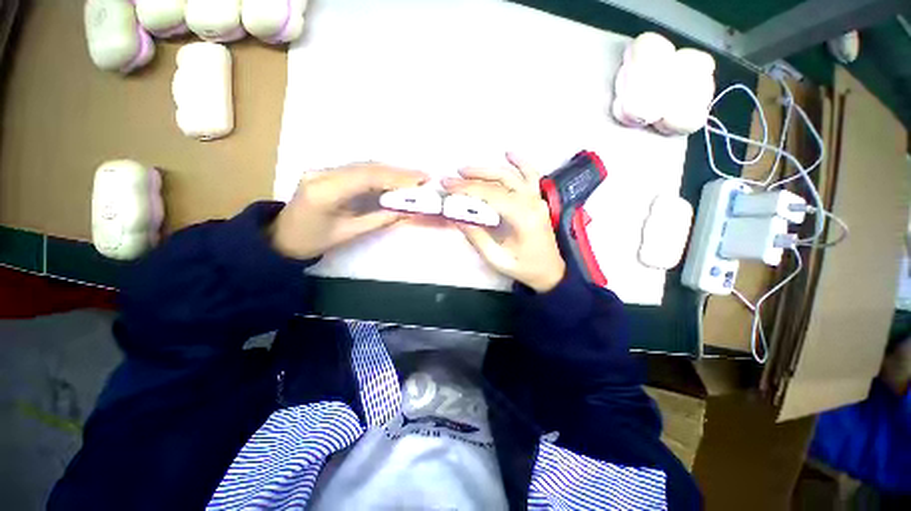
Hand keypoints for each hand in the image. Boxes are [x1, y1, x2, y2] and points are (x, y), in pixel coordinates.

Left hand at [271, 163, 427, 258]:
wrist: (281, 237)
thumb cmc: (313, 241)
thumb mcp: (349, 234)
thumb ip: (380, 219)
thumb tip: (408, 211)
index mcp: (325, 191)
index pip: (367, 177)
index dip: (396, 177)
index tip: (420, 180)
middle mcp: (322, 173)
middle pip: (367, 167)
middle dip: (398, 172)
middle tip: (423, 177)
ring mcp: (323, 170)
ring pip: (364, 165)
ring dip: (391, 171)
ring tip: (414, 178)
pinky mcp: (327, 172)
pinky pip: (358, 169)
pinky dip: (380, 173)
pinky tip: (394, 178)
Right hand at [443, 154, 565, 292]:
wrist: (552, 271)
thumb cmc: (525, 268)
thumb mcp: (497, 259)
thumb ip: (477, 238)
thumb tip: (457, 218)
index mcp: (523, 218)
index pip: (491, 195)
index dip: (467, 189)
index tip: (448, 187)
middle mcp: (531, 202)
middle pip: (499, 182)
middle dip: (472, 178)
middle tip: (451, 178)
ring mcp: (537, 199)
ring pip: (511, 175)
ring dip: (488, 169)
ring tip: (466, 169)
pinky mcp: (538, 199)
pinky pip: (531, 175)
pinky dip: (521, 163)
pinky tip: (509, 153)